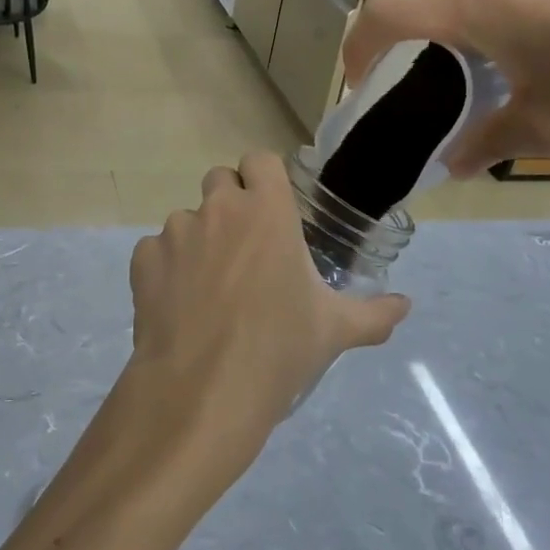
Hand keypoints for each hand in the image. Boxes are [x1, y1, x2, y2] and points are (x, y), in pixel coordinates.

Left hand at [124, 152, 409, 489]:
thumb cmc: (278, 348)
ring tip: (210, 288)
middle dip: (230, 204)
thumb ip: (373, 313)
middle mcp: (218, 209)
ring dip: (199, 239)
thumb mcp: (334, 330)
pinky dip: (167, 268)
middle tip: (244, 248)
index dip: (264, 179)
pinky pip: (156, 250)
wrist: (204, 389)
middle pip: (219, 180)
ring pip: (186, 218)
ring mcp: (175, 231)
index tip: (272, 209)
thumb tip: (405, 306)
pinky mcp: (143, 258)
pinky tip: (179, 305)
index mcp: (266, 211)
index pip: (260, 161)